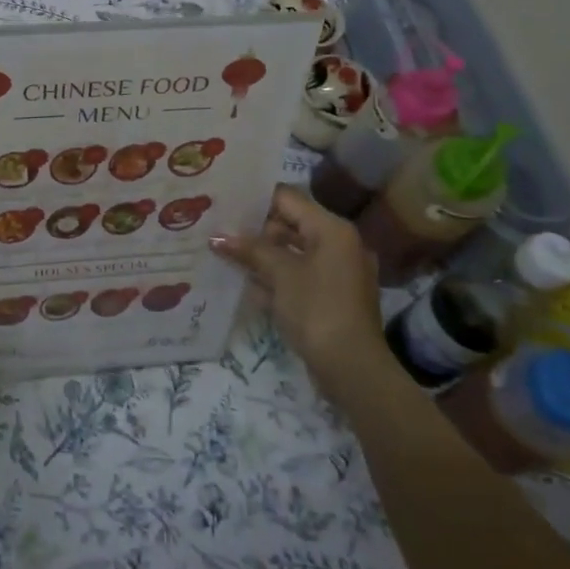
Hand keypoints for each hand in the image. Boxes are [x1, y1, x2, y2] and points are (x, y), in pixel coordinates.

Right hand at [211, 185, 386, 379]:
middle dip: (257, 231)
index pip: (288, 199)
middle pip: (291, 224)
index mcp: (332, 229)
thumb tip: (217, 237)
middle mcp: (340, 243)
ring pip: (294, 252)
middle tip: (221, 233)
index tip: (225, 205)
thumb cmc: (317, 309)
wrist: (352, 368)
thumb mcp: (280, 274)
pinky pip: (301, 274)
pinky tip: (250, 285)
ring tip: (228, 257)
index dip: (255, 201)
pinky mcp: (333, 296)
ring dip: (264, 256)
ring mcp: (339, 271)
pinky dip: (278, 276)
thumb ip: (250, 250)